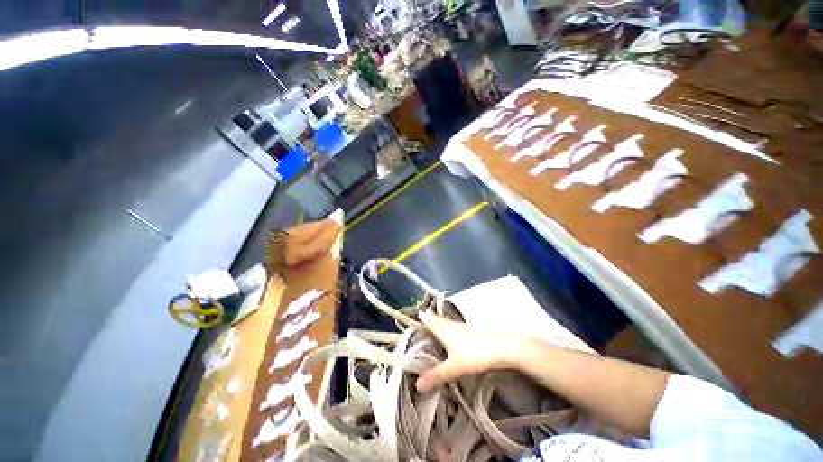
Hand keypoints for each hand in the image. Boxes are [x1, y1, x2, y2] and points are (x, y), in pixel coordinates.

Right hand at [416, 311, 522, 391]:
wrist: (503, 347)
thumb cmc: (475, 353)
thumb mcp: (455, 367)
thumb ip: (437, 374)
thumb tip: (417, 384)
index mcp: (444, 329)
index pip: (428, 319)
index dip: (419, 316)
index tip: (409, 315)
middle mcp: (451, 325)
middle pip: (436, 320)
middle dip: (427, 321)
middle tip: (418, 325)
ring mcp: (462, 327)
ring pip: (446, 324)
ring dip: (438, 325)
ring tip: (431, 331)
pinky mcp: (471, 331)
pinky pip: (454, 328)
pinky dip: (448, 331)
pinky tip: (451, 338)